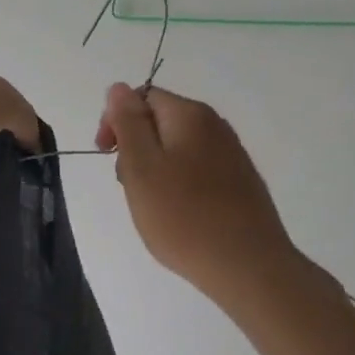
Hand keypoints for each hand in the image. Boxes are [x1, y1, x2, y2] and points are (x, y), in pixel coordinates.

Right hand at [95, 83, 300, 308]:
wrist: (247, 266)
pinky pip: (197, 172)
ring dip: (156, 171)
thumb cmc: (183, 217)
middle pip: (161, 122)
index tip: (106, 155)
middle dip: (136, 149)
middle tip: (131, 188)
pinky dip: (179, 187)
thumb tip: (119, 88)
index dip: (117, 121)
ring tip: (153, 207)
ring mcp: (232, 155)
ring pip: (178, 149)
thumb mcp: (141, 167)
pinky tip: (179, 216)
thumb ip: (128, 123)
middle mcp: (216, 126)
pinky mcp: (240, 183)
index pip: (143, 97)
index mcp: (190, 115)